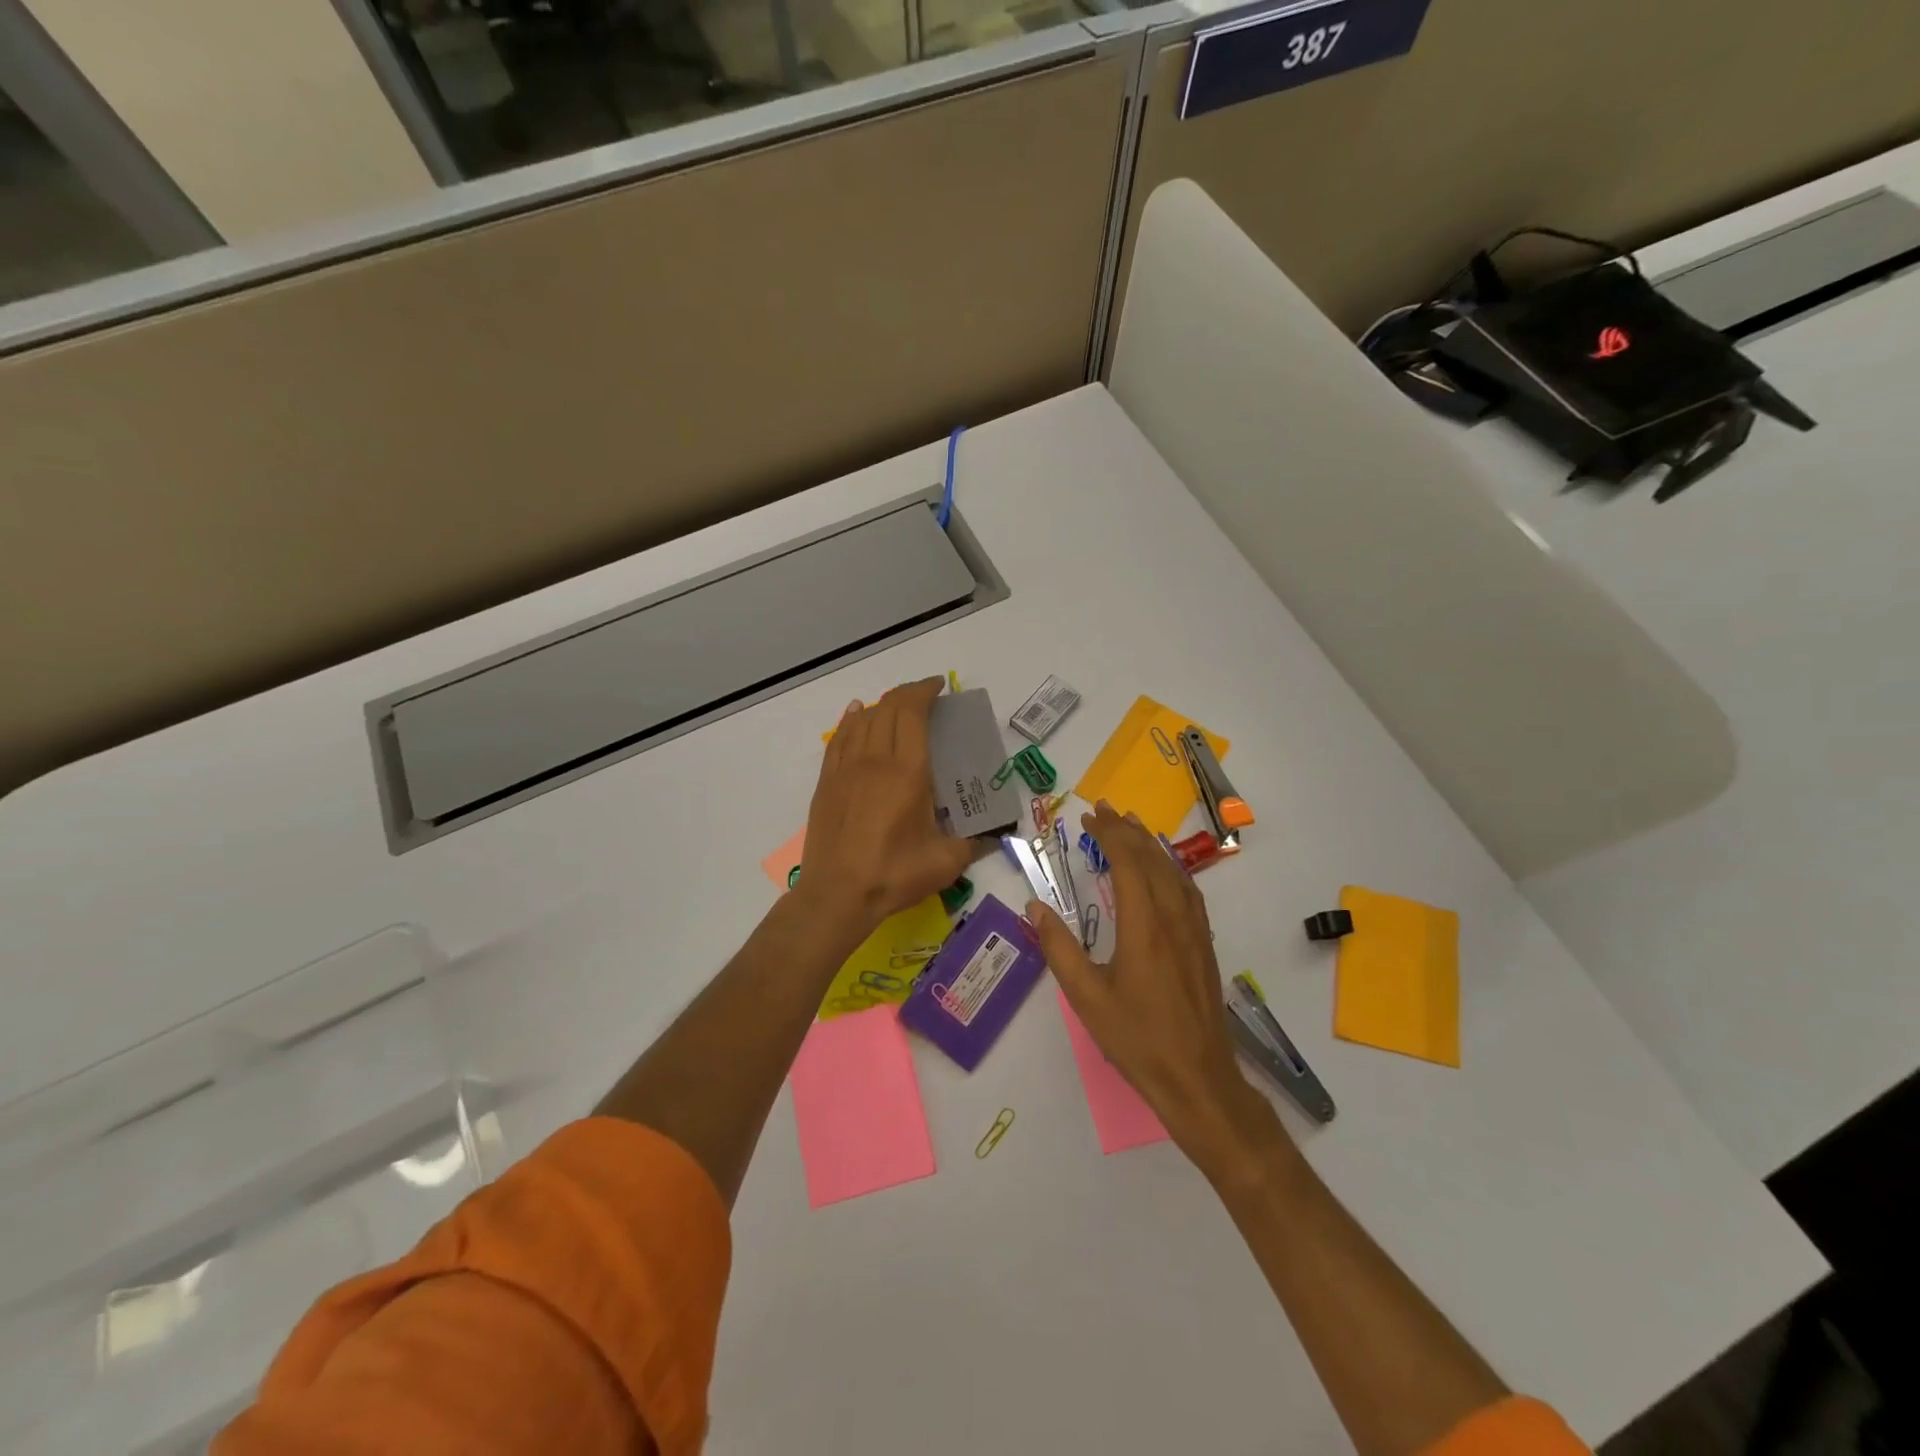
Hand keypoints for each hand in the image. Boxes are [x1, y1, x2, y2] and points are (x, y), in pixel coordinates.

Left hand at [799, 678, 981, 938]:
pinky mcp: (827, 783)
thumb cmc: (894, 875)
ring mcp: (846, 770)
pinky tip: (856, 714)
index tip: (939, 686)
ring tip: (897, 706)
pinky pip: (839, 739)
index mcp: (908, 772)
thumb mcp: (945, 863)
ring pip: (863, 720)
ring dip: (882, 705)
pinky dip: (851, 721)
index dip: (925, 692)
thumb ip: (973, 844)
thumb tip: (991, 837)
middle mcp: (875, 761)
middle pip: (889, 710)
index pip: (913, 714)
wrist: (838, 895)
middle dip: (908, 694)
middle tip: (925, 696)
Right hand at [1029, 801, 1282, 1179]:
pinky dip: (1171, 868)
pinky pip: (1188, 890)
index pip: (1128, 862)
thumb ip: (1059, 948)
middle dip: (1128, 830)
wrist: (1198, 1078)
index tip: (1089, 816)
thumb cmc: (1137, 1038)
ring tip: (1132, 827)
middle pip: (1152, 859)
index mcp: (1143, 926)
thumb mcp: (1086, 997)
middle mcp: (1173, 918)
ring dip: (1151, 844)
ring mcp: (1194, 931)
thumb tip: (1035, 907)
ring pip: (1174, 872)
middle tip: (1105, 809)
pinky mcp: (1203, 945)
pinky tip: (1164, 871)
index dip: (1109, 834)